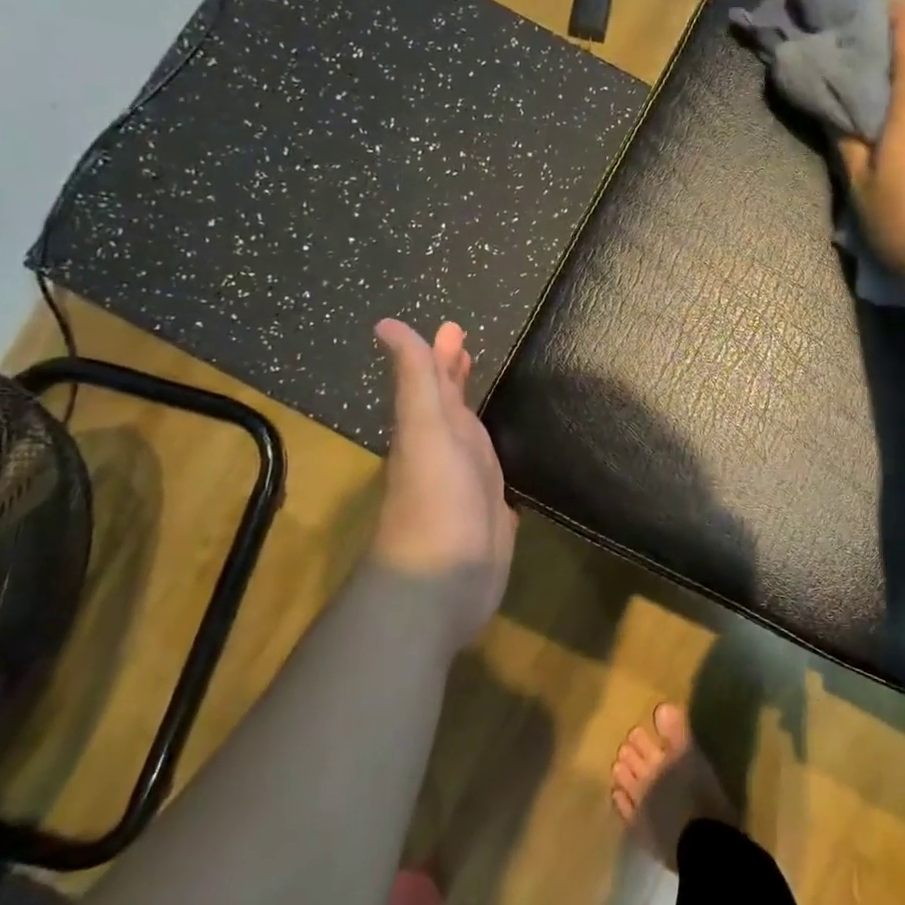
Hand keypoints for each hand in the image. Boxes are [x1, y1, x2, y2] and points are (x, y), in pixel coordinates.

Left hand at [369, 318, 516, 642]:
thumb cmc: (436, 500)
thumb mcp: (425, 430)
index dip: (441, 355)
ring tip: (500, 390)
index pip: (435, 382)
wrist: (444, 581)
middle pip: (455, 405)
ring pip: (476, 437)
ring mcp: (472, 483)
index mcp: (433, 429)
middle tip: (471, 346)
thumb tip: (387, 323)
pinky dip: (505, 457)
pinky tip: (518, 454)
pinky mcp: (495, 512)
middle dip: (459, 377)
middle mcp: (450, 452)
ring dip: (482, 413)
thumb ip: (416, 380)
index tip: (454, 327)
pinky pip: (499, 473)